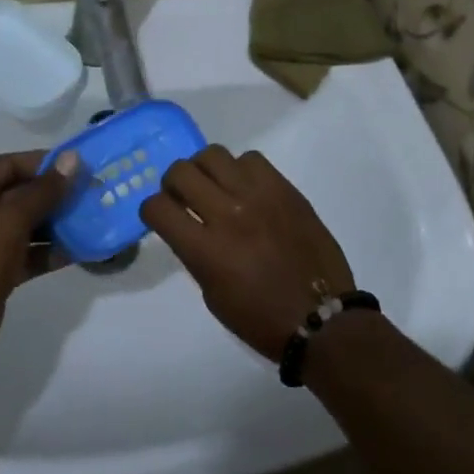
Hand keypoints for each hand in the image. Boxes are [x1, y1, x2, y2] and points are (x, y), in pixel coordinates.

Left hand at [0, 150, 78, 353]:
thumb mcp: (12, 219)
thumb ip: (45, 190)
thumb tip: (72, 158)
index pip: (11, 164)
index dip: (46, 163)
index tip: (79, 167)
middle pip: (20, 193)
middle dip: (55, 195)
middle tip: (90, 194)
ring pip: (24, 224)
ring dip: (55, 224)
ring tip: (90, 221)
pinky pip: (24, 252)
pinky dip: (46, 252)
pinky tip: (78, 251)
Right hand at [139, 146, 355, 361]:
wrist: (322, 318)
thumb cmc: (261, 319)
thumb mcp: (213, 295)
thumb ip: (195, 254)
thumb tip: (188, 226)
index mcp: (206, 250)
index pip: (158, 207)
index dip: (151, 210)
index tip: (160, 216)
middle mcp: (228, 214)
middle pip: (181, 171)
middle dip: (173, 183)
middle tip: (183, 196)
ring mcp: (258, 196)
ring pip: (213, 155)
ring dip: (204, 170)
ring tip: (215, 187)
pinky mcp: (284, 189)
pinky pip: (251, 158)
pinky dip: (241, 170)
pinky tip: (247, 189)